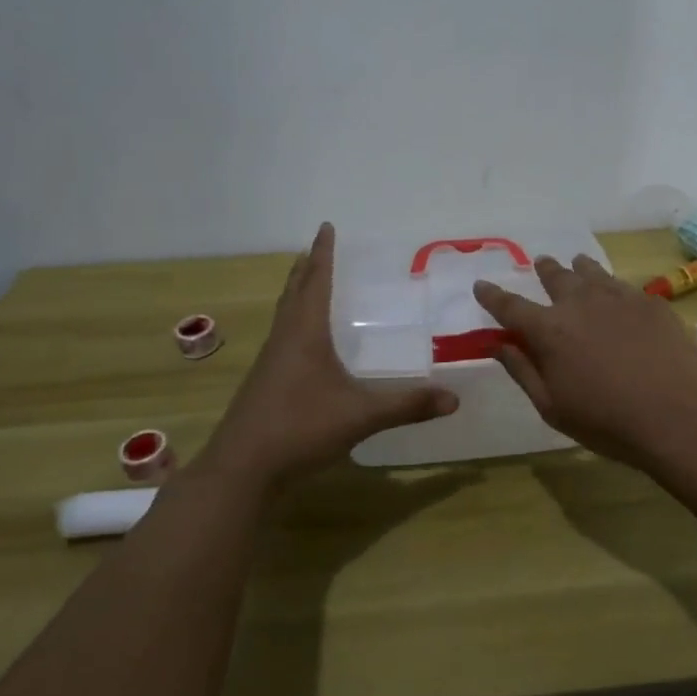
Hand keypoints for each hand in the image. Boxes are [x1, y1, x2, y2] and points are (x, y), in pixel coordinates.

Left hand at [196, 224, 458, 495]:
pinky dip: (294, 322)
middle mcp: (284, 339)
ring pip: (285, 314)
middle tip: (316, 248)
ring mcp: (270, 363)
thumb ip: (407, 405)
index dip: (323, 254)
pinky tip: (303, 343)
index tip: (326, 227)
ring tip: (306, 282)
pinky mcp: (264, 384)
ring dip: (297, 293)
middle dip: (306, 268)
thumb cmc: (300, 428)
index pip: (316, 281)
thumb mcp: (360, 416)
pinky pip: (282, 338)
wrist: (242, 469)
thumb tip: (454, 399)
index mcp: (304, 333)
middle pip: (294, 292)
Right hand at [472, 254, 696, 470]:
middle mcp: (580, 303)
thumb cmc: (607, 421)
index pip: (510, 306)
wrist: (678, 415)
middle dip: (543, 269)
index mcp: (549, 330)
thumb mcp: (552, 407)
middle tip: (541, 263)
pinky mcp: (650, 302)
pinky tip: (617, 293)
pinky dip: (611, 285)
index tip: (481, 285)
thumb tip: (497, 344)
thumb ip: (522, 370)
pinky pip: (623, 285)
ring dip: (578, 268)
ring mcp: (618, 297)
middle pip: (555, 277)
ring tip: (577, 264)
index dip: (492, 295)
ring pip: (591, 272)